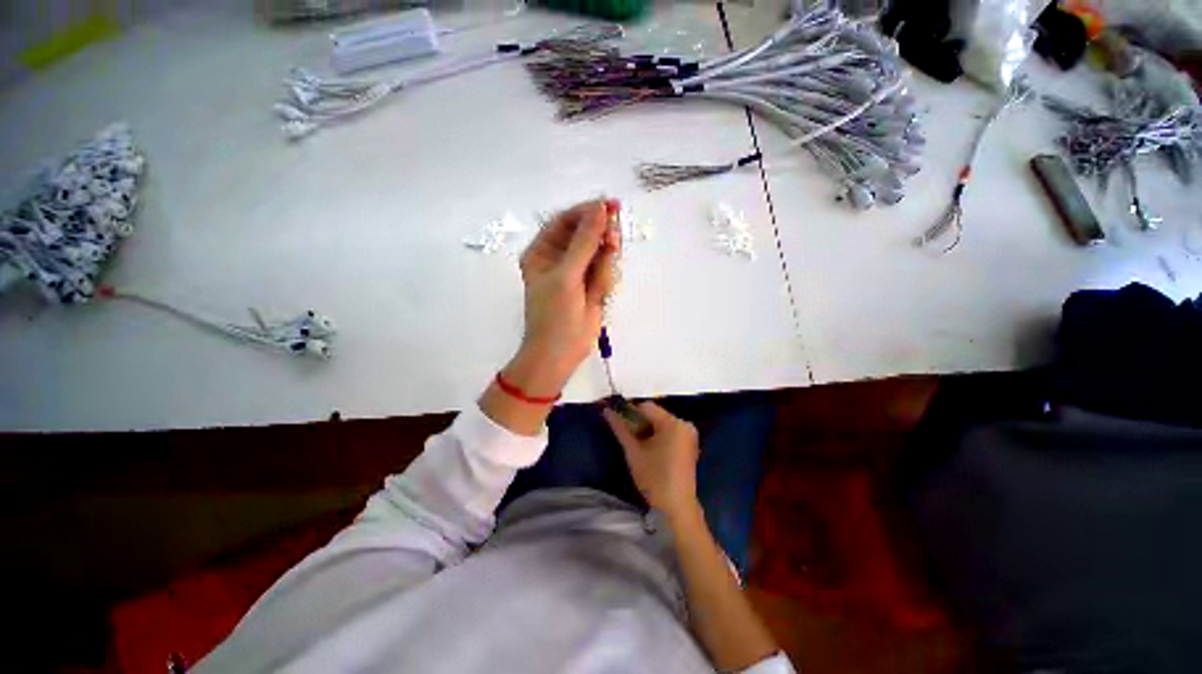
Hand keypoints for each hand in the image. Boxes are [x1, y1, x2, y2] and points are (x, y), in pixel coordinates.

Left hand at [509, 198, 620, 395]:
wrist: (562, 353)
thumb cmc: (555, 315)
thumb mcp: (567, 275)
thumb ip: (585, 242)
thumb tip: (600, 208)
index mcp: (543, 251)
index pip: (566, 220)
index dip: (587, 211)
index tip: (610, 206)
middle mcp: (559, 257)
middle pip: (586, 234)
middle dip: (600, 240)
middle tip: (612, 246)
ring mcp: (578, 271)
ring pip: (600, 252)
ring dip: (605, 264)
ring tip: (599, 285)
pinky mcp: (592, 285)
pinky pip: (606, 270)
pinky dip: (607, 279)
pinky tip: (599, 295)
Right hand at [604, 402, 700, 520]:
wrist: (677, 507)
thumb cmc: (654, 478)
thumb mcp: (634, 451)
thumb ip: (620, 428)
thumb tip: (607, 410)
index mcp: (673, 423)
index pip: (646, 407)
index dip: (629, 413)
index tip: (619, 424)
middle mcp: (684, 423)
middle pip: (654, 414)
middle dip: (639, 423)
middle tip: (628, 439)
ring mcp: (688, 434)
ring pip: (660, 423)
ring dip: (647, 430)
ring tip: (638, 447)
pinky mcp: (689, 443)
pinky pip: (668, 431)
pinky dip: (657, 436)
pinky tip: (650, 450)